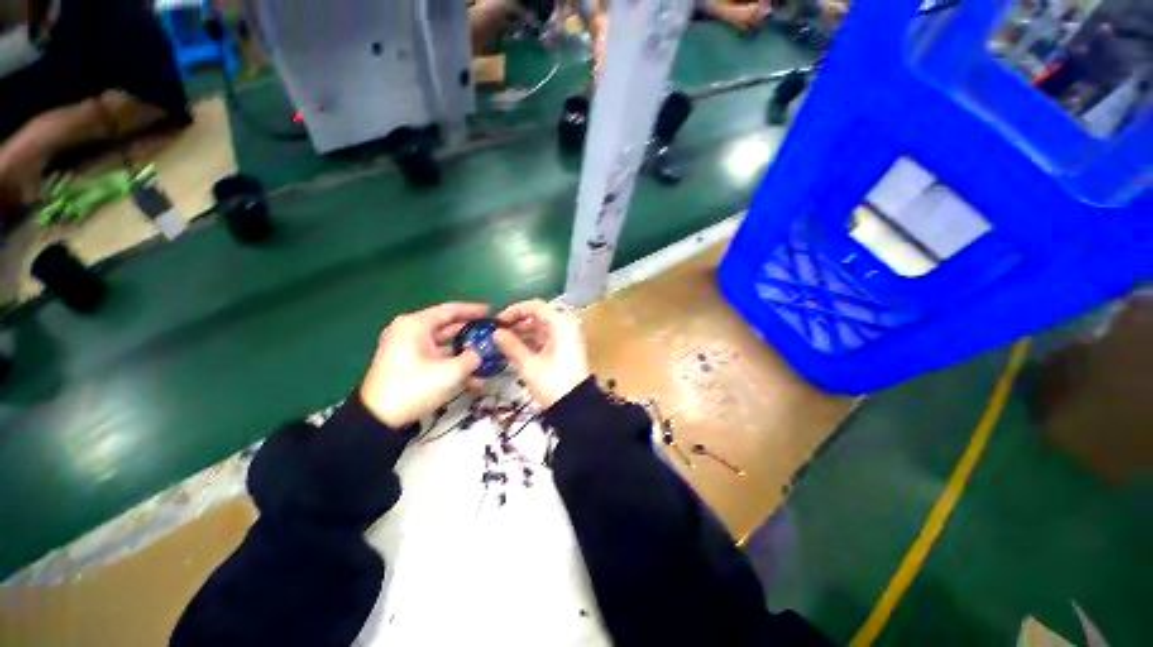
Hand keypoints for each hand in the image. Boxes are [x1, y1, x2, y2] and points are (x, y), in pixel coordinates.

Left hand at [359, 302, 489, 427]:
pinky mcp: (409, 363)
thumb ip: (472, 357)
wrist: (378, 419)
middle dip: (471, 332)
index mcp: (416, 325)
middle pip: (448, 326)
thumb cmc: (414, 387)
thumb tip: (481, 352)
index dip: (472, 310)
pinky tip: (473, 377)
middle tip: (491, 333)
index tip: (490, 311)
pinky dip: (453, 363)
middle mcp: (410, 331)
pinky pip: (436, 357)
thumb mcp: (450, 372)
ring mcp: (409, 348)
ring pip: (444, 344)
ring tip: (487, 357)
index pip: (450, 310)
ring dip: (465, 352)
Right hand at [494, 299, 590, 408]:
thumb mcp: (529, 364)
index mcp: (561, 324)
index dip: (515, 311)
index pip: (535, 306)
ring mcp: (567, 338)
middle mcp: (566, 326)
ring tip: (502, 341)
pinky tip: (515, 348)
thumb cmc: (552, 382)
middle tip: (498, 332)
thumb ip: (511, 345)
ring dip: (523, 333)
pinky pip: (546, 338)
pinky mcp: (565, 349)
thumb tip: (496, 333)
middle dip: (517, 323)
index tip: (498, 321)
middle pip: (539, 316)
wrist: (575, 407)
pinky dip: (531, 341)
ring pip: (541, 328)